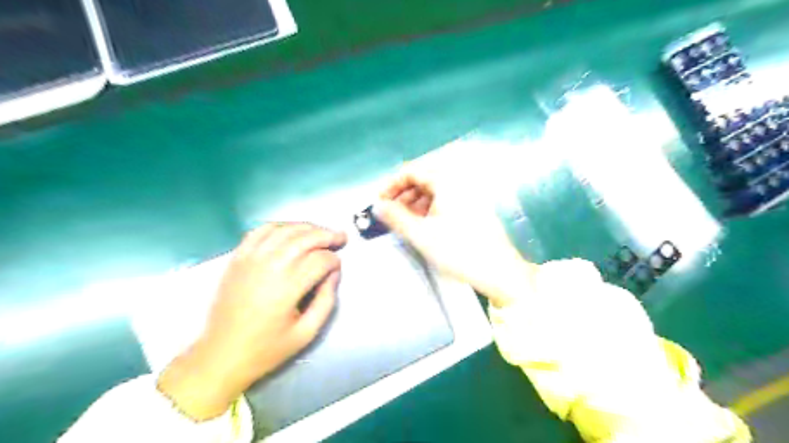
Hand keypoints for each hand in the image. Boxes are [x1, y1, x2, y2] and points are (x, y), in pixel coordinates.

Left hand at [157, 223, 345, 420]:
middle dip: (327, 235)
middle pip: (304, 238)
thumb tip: (334, 273)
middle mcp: (269, 266)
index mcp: (287, 288)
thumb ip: (326, 300)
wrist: (221, 355)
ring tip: (320, 232)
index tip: (338, 267)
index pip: (319, 260)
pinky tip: (290, 230)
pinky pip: (260, 231)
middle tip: (341, 237)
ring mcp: (250, 259)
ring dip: (306, 227)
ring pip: (284, 230)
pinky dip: (279, 226)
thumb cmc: (267, 349)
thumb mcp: (306, 333)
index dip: (334, 260)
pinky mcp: (237, 258)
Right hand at [374, 165, 535, 308]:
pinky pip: (445, 199)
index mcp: (447, 180)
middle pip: (424, 178)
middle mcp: (459, 181)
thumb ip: (395, 217)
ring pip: (434, 189)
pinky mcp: (473, 206)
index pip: (412, 170)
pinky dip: (430, 208)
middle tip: (390, 213)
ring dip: (416, 202)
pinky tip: (424, 224)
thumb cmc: (458, 250)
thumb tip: (377, 206)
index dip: (392, 184)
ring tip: (405, 221)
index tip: (379, 201)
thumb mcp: (421, 235)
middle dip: (403, 194)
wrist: (498, 271)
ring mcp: (469, 193)